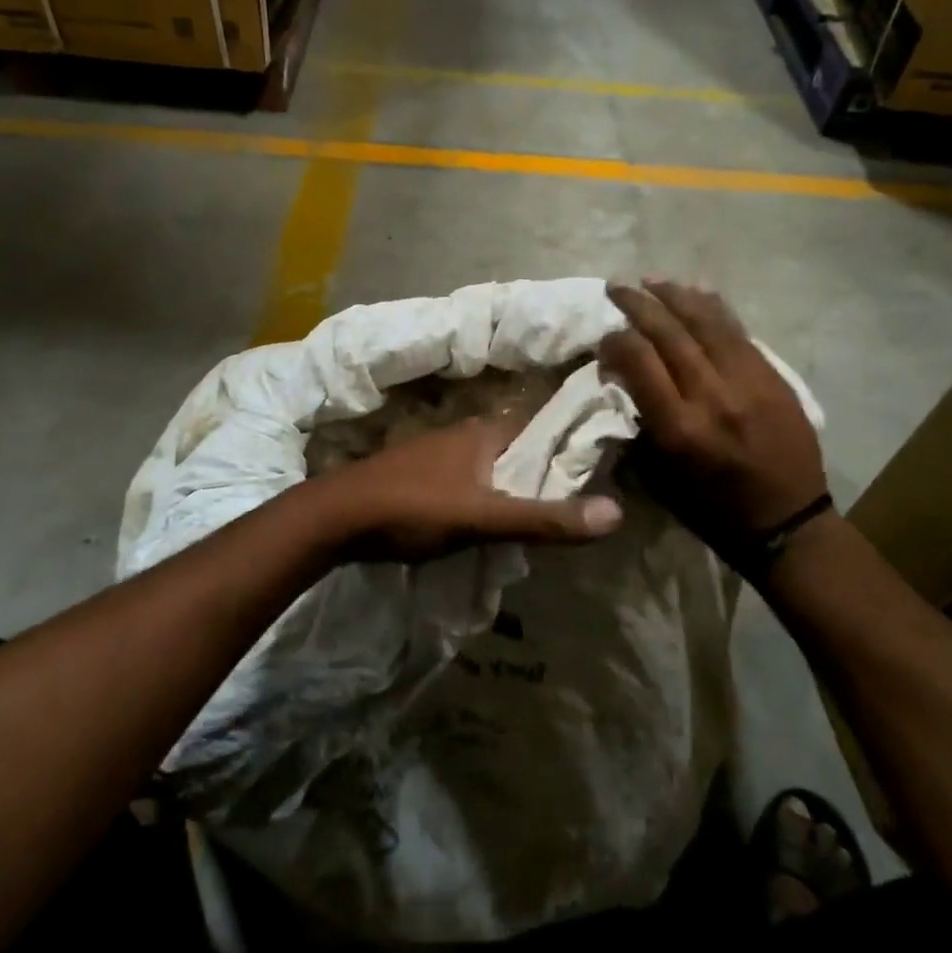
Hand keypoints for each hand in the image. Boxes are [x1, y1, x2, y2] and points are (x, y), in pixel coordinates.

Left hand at [317, 413, 623, 561]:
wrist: (334, 518)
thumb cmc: (412, 507)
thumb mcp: (483, 517)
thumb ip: (544, 518)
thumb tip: (616, 512)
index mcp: (485, 432)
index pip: (544, 429)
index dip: (573, 446)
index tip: (605, 468)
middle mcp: (464, 434)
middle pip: (520, 450)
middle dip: (545, 473)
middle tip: (579, 503)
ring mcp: (437, 455)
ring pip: (492, 468)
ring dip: (514, 489)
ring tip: (542, 519)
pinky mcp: (418, 478)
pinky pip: (467, 483)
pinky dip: (486, 498)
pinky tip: (489, 523)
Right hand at [598, 281, 826, 555]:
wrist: (788, 523)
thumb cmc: (713, 510)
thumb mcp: (660, 478)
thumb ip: (640, 426)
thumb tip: (624, 382)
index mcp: (679, 427)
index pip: (639, 361)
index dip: (615, 340)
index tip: (603, 337)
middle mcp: (712, 395)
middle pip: (669, 333)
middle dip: (638, 304)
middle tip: (617, 287)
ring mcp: (748, 381)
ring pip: (707, 322)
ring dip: (675, 296)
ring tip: (652, 280)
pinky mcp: (773, 377)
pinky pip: (738, 331)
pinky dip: (713, 308)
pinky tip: (696, 292)